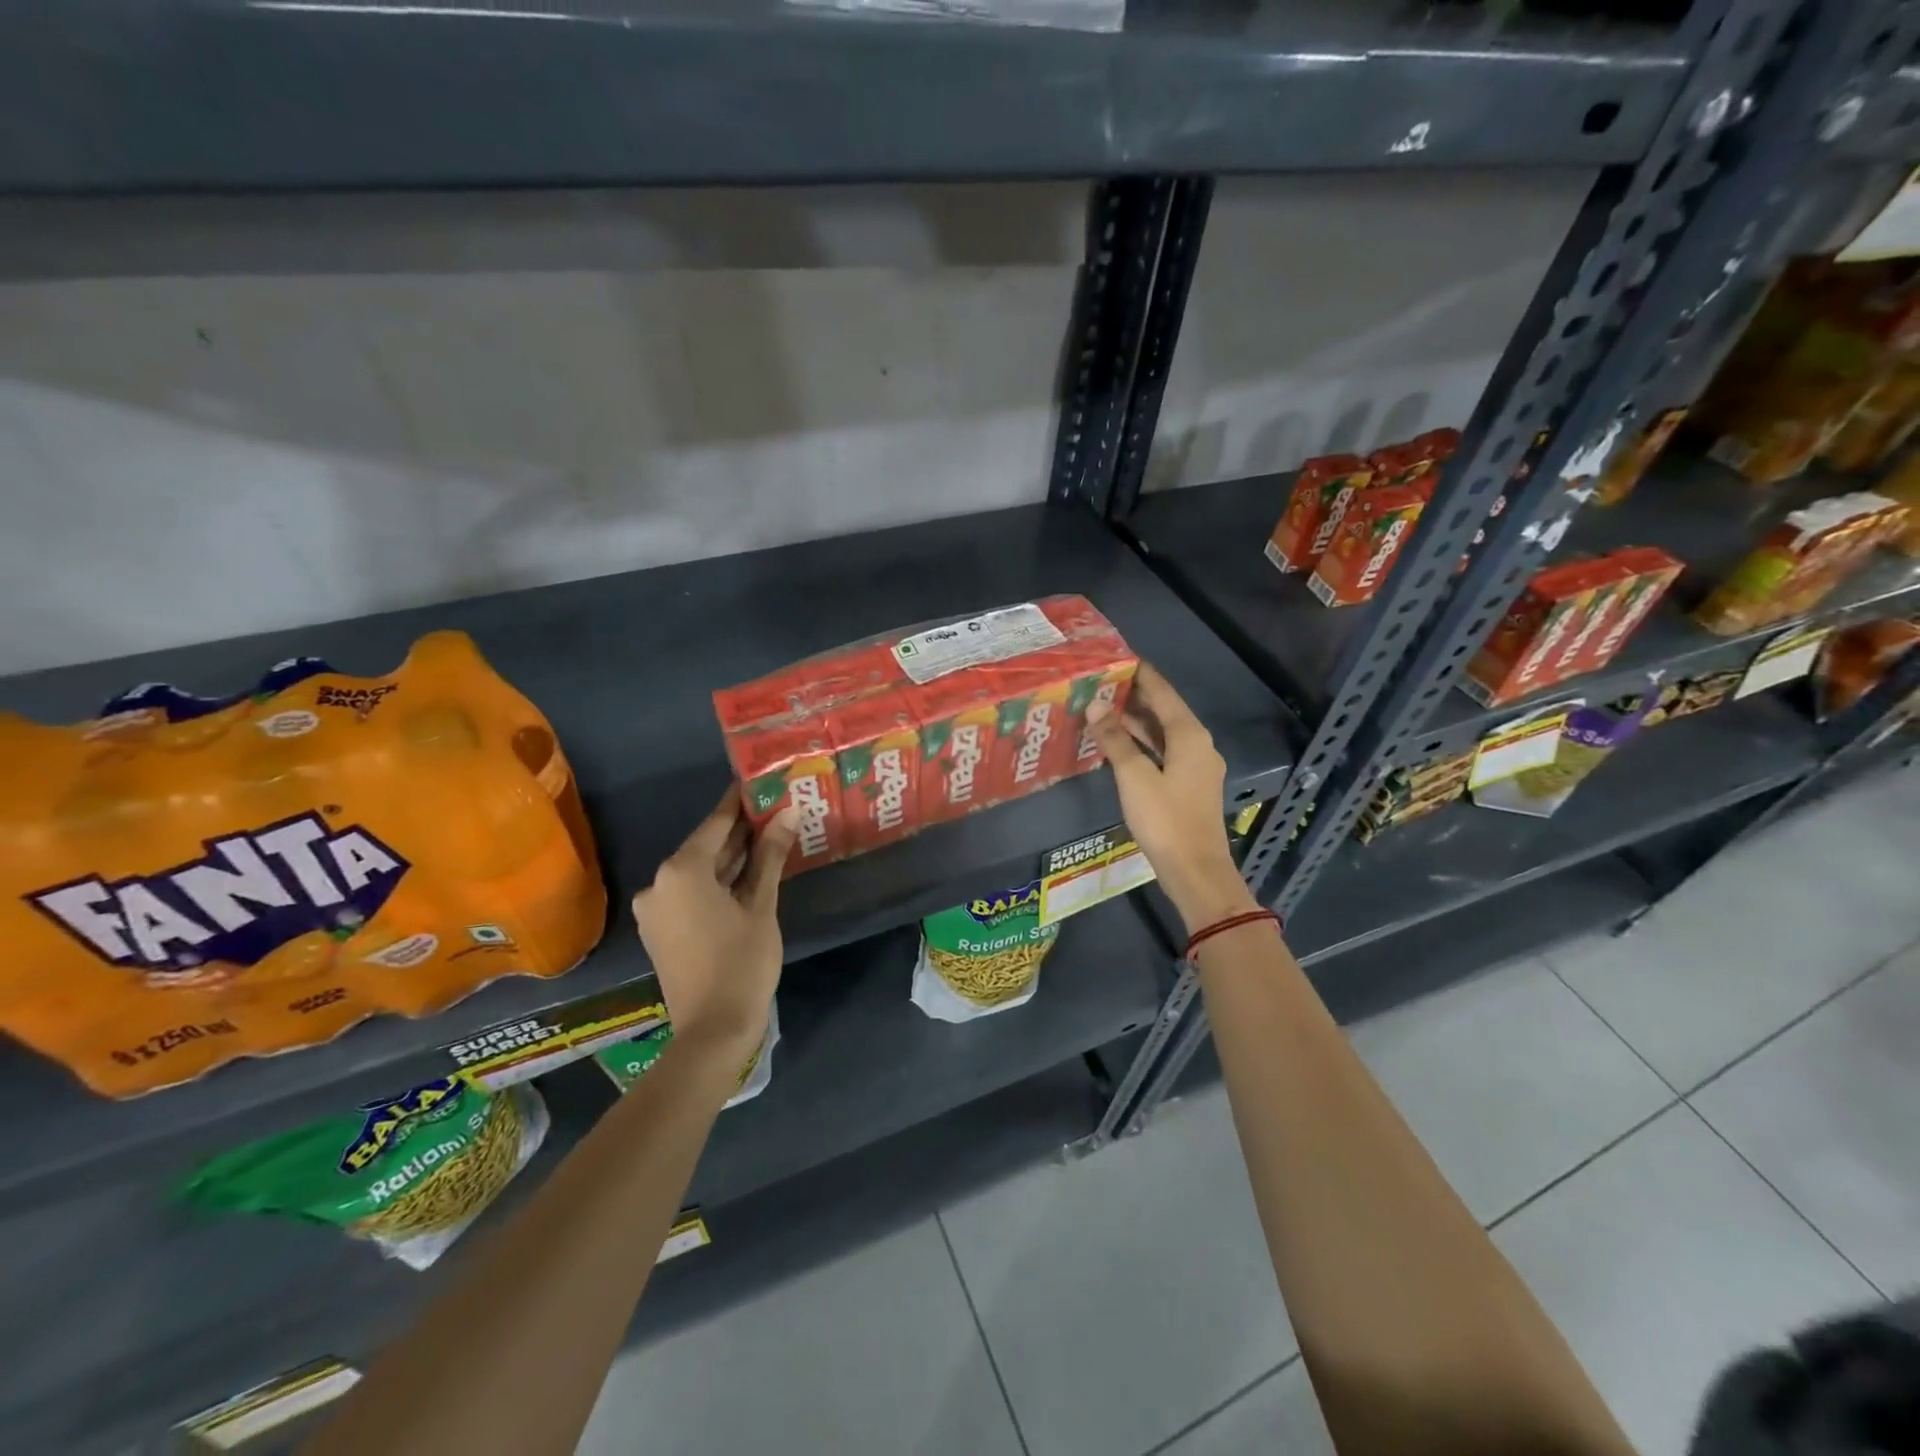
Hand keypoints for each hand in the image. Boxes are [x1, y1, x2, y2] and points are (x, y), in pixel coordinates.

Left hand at [631, 792, 798, 1056]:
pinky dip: (717, 882)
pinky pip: (691, 892)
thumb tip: (789, 812)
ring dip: (731, 858)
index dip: (740, 802)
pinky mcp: (660, 929)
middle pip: (705, 846)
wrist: (713, 1030)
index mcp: (680, 870)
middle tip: (774, 810)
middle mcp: (659, 883)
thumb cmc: (742, 962)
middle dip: (740, 831)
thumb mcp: (761, 905)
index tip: (759, 782)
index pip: (716, 823)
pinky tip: (749, 874)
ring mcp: (656, 908)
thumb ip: (771, 855)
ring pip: (699, 871)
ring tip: (769, 836)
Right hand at [1086, 662, 1258, 934]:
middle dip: (1135, 696)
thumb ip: (1115, 739)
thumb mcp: (1134, 777)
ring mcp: (1198, 766)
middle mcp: (1198, 744)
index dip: (1140, 674)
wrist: (1196, 870)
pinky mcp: (1191, 785)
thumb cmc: (1165, 820)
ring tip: (1105, 708)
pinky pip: (1165, 751)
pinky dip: (1145, 743)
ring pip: (1165, 733)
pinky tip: (1121, 744)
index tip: (1117, 658)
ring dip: (1138, 721)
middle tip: (1102, 683)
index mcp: (1189, 735)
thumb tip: (1096, 705)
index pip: (1163, 692)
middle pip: (1166, 710)